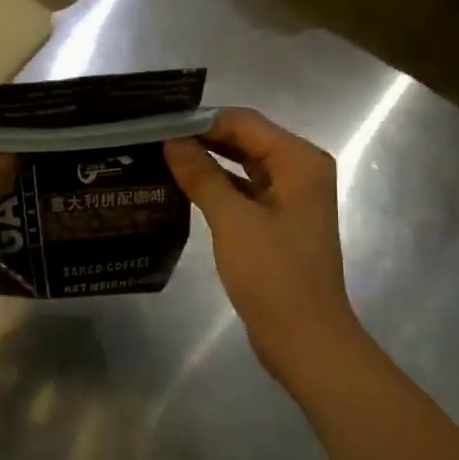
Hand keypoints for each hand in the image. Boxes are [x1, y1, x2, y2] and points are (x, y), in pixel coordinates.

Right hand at [165, 108, 368, 387]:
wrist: (305, 340)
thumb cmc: (274, 276)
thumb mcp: (233, 221)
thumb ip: (202, 175)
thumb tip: (172, 140)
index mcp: (299, 161)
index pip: (244, 122)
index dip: (201, 120)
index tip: (158, 122)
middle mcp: (299, 170)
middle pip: (245, 139)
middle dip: (202, 137)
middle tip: (153, 137)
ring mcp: (290, 196)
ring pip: (243, 164)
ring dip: (207, 161)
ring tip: (161, 156)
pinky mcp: (277, 220)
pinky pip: (244, 189)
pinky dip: (217, 185)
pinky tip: (182, 186)